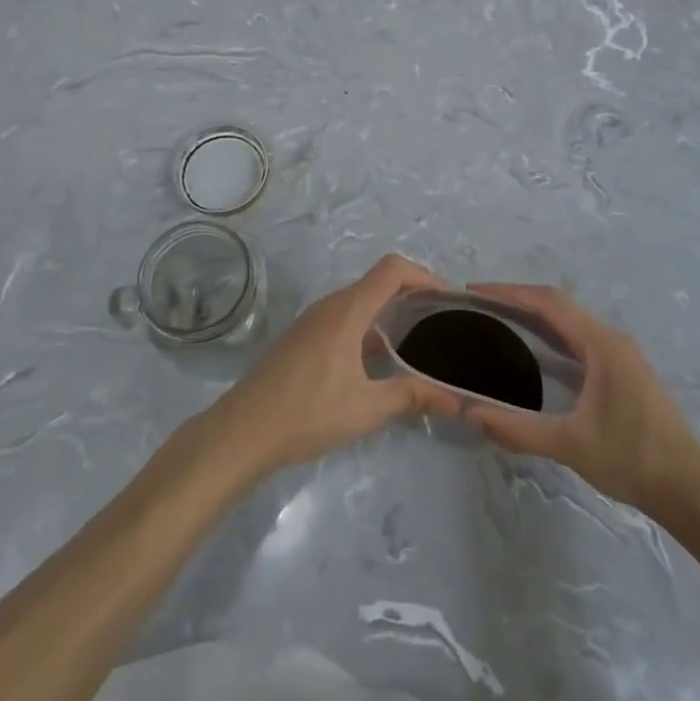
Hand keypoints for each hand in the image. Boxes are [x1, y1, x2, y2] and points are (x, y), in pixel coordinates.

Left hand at [205, 254, 461, 479]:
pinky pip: (346, 317)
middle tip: (442, 323)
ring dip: (392, 312)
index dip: (425, 275)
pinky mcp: (304, 337)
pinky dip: (371, 327)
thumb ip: (412, 396)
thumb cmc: (307, 413)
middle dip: (414, 295)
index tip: (450, 300)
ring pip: (362, 301)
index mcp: (347, 310)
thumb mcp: (366, 408)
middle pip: (379, 282)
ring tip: (420, 342)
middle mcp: (331, 305)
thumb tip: (456, 400)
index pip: (393, 269)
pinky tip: (381, 361)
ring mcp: (314, 320)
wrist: (243, 431)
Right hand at [462, 283, 699, 511]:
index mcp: (601, 344)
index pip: (549, 302)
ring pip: (570, 323)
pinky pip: (579, 340)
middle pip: (558, 306)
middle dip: (518, 301)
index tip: (476, 292)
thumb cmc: (632, 458)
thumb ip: (518, 429)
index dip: (510, 292)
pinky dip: (551, 337)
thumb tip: (471, 413)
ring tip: (498, 325)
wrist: (690, 489)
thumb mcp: (570, 445)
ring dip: (535, 318)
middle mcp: (611, 339)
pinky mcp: (623, 371)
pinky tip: (533, 355)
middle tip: (480, 308)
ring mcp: (620, 354)